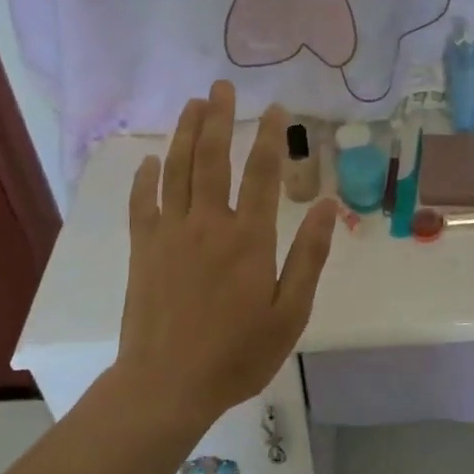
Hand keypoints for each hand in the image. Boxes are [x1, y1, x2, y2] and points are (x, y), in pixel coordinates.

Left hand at [117, 82, 338, 425]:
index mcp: (248, 238)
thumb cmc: (237, 353)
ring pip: (177, 170)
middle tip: (221, 87)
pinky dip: (146, 178)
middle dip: (219, 119)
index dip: (269, 137)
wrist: (166, 386)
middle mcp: (208, 224)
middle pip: (212, 159)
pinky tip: (150, 159)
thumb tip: (330, 207)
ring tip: (192, 103)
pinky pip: (143, 204)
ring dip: (185, 134)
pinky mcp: (144, 250)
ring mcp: (171, 234)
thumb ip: (310, 256)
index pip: (262, 173)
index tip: (274, 108)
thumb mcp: (290, 312)